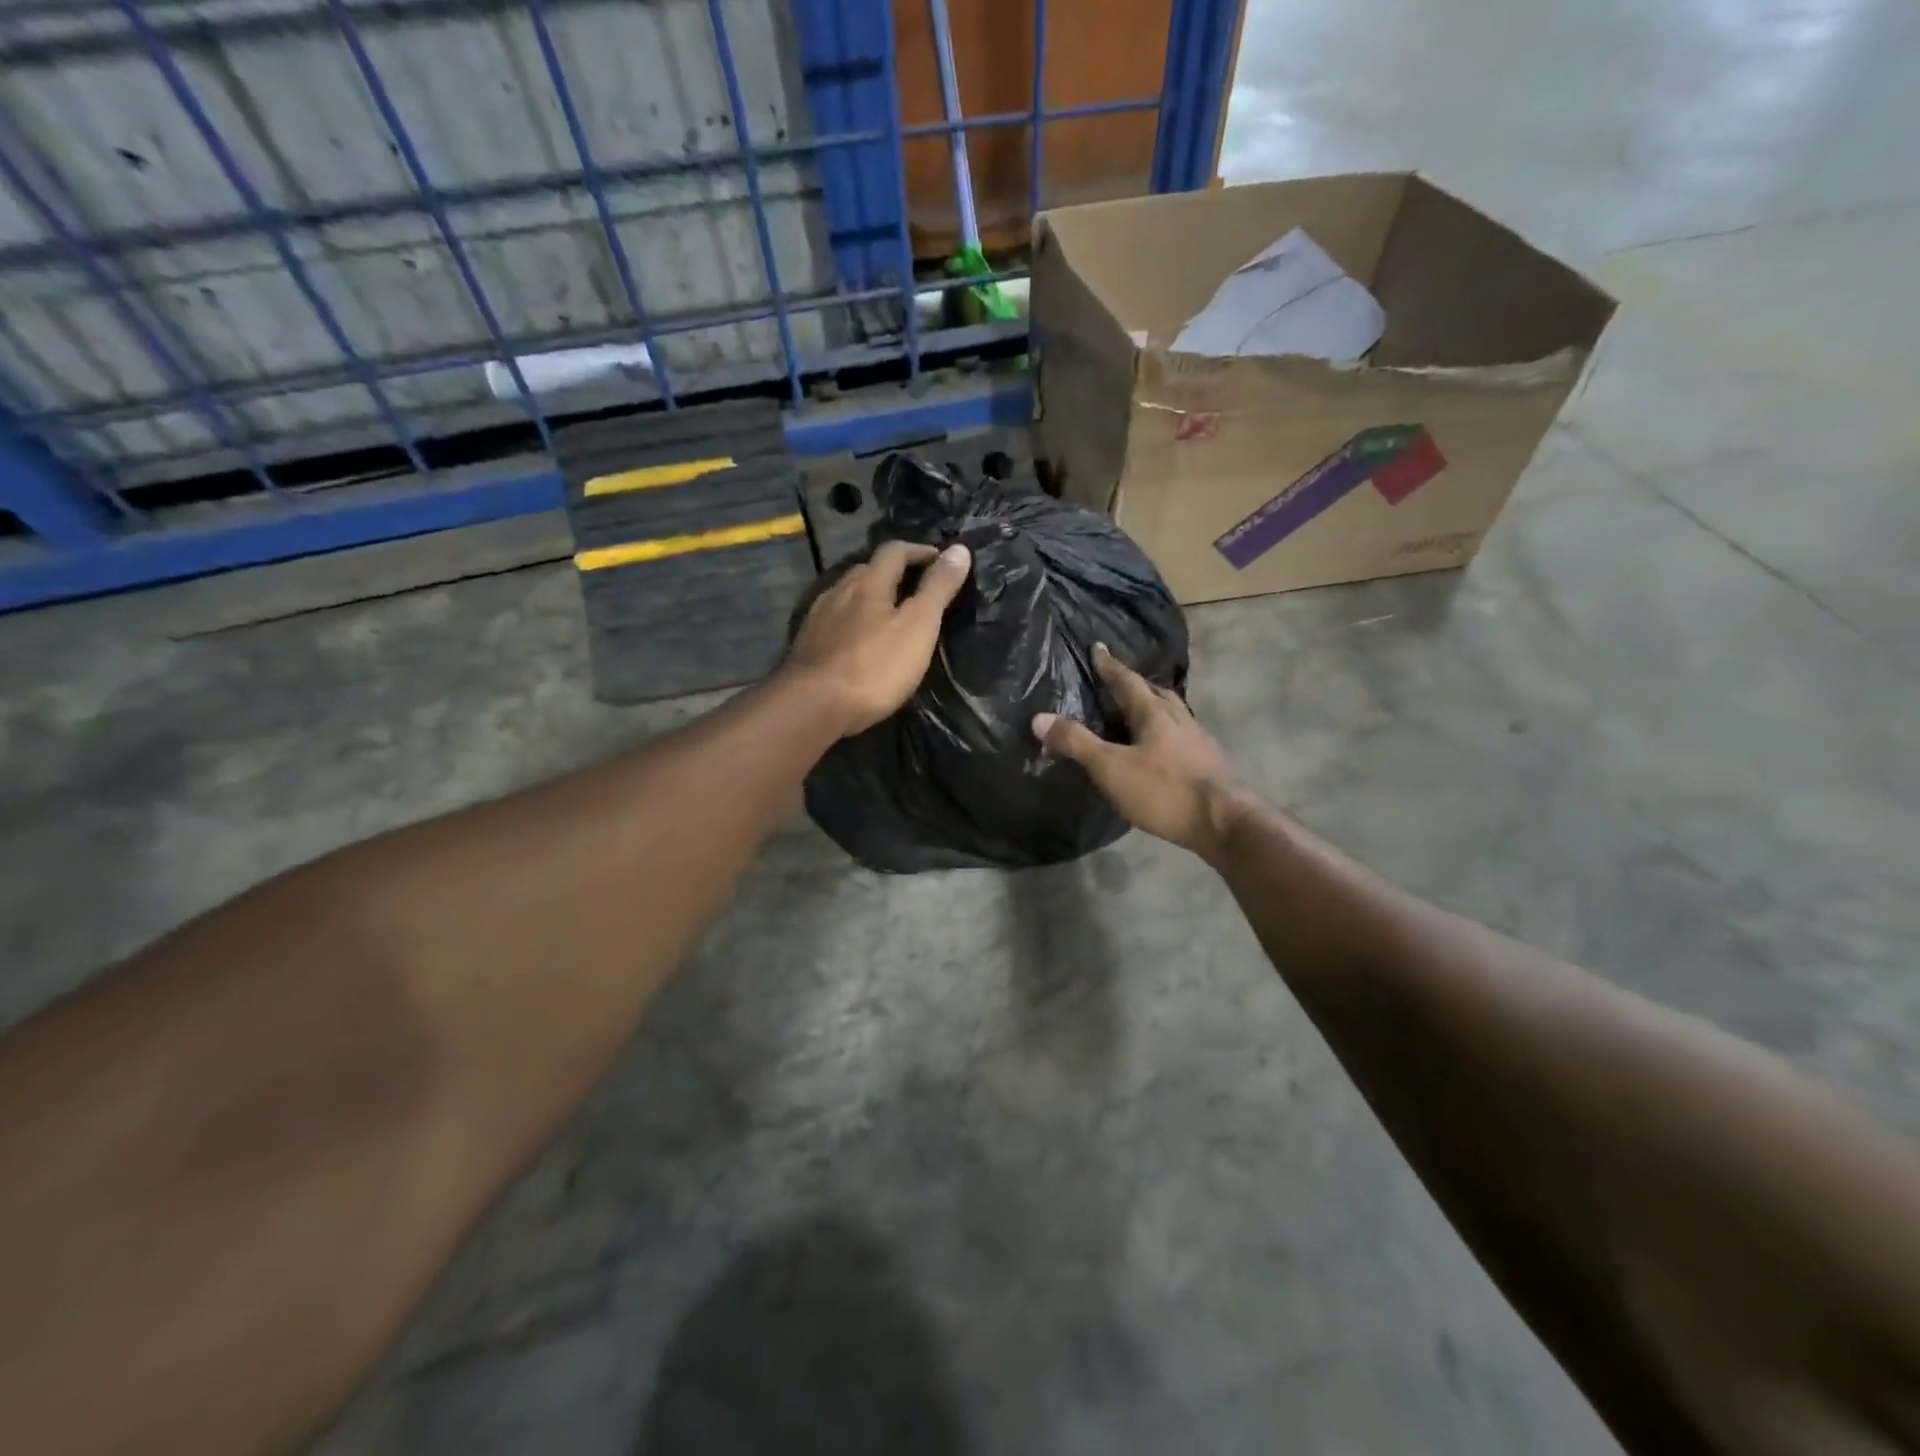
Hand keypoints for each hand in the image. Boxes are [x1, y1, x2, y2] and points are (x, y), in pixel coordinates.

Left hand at [787, 540, 972, 735]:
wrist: (813, 706)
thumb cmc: (874, 666)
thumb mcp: (918, 626)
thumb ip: (938, 588)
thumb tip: (960, 549)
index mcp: (868, 583)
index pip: (895, 551)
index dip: (919, 551)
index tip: (940, 560)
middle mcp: (839, 592)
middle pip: (867, 571)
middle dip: (892, 574)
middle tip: (915, 589)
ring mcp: (818, 619)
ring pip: (847, 596)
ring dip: (869, 598)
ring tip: (888, 615)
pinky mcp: (806, 646)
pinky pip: (834, 622)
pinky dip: (852, 622)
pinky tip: (858, 642)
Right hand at [1033, 645, 1247, 862]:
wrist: (1225, 821)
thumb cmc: (1164, 790)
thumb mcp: (1110, 767)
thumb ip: (1076, 742)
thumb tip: (1039, 717)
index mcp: (1154, 713)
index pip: (1127, 681)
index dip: (1110, 666)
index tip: (1098, 648)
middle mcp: (1179, 719)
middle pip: (1155, 693)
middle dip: (1135, 685)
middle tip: (1119, 682)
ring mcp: (1198, 741)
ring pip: (1173, 714)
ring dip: (1154, 708)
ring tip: (1139, 713)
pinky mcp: (1209, 764)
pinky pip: (1182, 737)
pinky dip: (1167, 734)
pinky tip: (1162, 750)